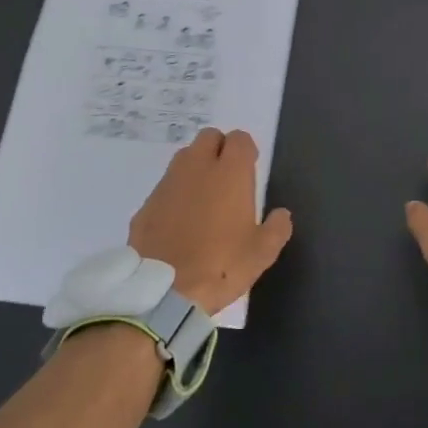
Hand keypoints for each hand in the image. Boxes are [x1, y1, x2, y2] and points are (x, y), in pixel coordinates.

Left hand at [129, 128, 292, 314]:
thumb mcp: (262, 253)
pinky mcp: (146, 204)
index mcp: (230, 173)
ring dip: (195, 168)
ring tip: (203, 199)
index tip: (249, 170)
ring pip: (184, 158)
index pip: (240, 138)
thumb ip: (277, 228)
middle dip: (219, 149)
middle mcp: (197, 167)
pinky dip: (174, 195)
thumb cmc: (221, 266)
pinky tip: (178, 222)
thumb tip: (281, 215)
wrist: (163, 291)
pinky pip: (165, 187)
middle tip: (227, 178)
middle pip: (209, 137)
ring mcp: (167, 183)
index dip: (246, 151)